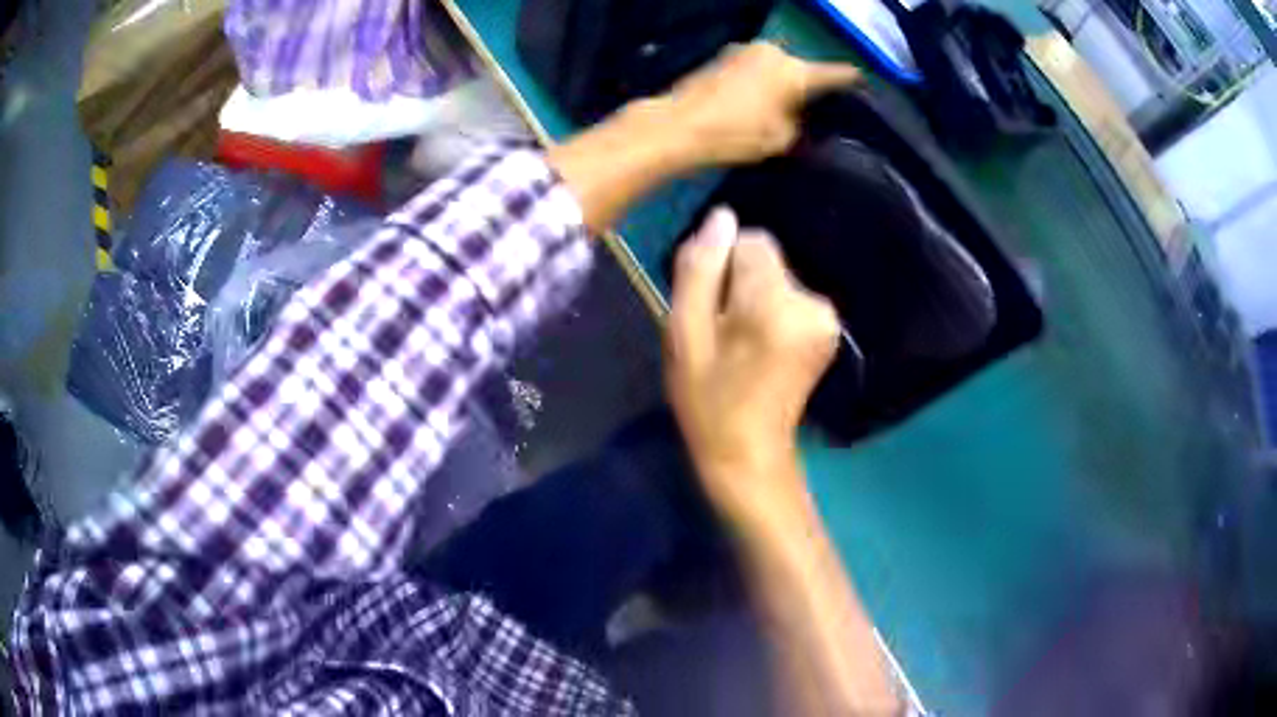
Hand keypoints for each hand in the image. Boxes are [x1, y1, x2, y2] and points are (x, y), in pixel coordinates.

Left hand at [663, 42, 861, 166]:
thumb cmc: (735, 133)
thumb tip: (801, 117)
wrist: (677, 124)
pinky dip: (762, 82)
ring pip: (778, 67)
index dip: (854, 82)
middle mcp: (775, 52)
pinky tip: (757, 102)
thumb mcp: (781, 139)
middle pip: (803, 69)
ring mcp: (746, 50)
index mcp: (795, 70)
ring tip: (782, 109)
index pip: (838, 73)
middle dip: (809, 88)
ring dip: (782, 83)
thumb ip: (801, 124)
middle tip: (814, 112)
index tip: (865, 88)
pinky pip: (756, 68)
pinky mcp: (724, 56)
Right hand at [665, 208, 840, 522]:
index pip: (750, 241)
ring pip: (777, 276)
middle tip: (722, 333)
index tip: (712, 310)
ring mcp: (827, 317)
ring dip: (753, 299)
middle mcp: (812, 302)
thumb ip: (699, 268)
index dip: (721, 267)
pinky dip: (772, 311)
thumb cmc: (708, 398)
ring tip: (739, 345)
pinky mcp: (829, 328)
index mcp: (775, 303)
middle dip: (738, 284)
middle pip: (765, 258)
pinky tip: (760, 348)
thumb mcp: (683, 332)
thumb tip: (721, 216)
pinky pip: (790, 295)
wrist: (748, 453)